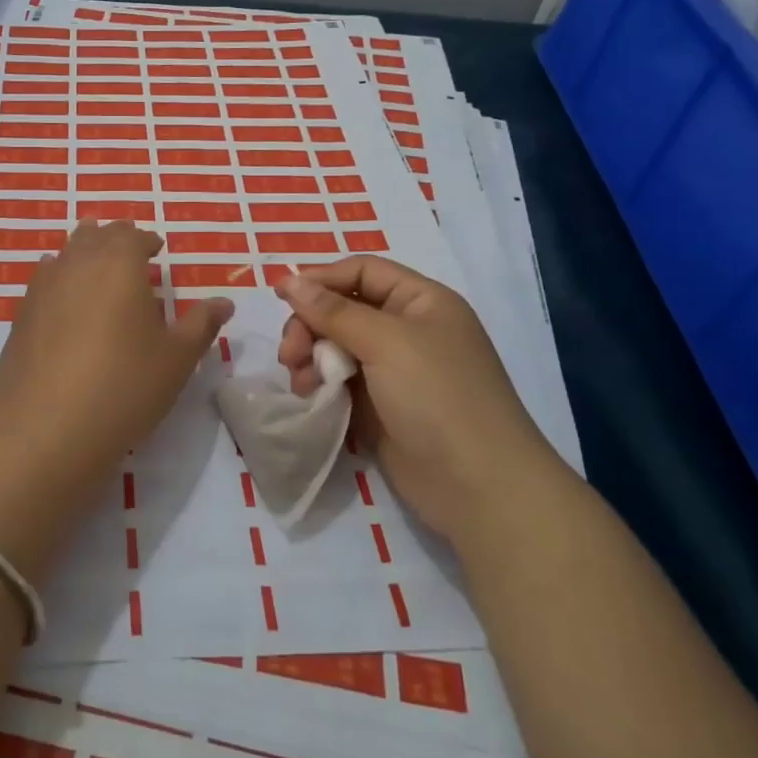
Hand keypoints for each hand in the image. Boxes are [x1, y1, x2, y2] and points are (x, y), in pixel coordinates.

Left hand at [0, 221, 231, 495]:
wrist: (49, 427)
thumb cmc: (125, 385)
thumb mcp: (177, 358)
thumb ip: (201, 324)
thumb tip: (224, 302)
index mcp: (119, 263)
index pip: (133, 236)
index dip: (147, 240)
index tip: (156, 249)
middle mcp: (77, 264)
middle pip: (94, 236)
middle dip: (113, 239)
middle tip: (128, 253)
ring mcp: (42, 288)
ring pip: (64, 254)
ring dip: (83, 254)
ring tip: (96, 269)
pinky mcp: (20, 316)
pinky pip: (43, 282)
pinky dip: (59, 280)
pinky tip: (63, 299)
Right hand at [277, 257, 551, 534]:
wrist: (476, 485)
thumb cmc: (437, 397)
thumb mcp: (386, 342)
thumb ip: (333, 311)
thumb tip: (289, 280)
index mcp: (421, 302)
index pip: (363, 272)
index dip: (321, 279)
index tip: (280, 296)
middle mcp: (407, 330)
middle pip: (342, 309)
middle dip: (310, 326)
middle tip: (289, 354)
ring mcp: (393, 370)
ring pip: (335, 346)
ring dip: (310, 357)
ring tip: (299, 382)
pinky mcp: (379, 405)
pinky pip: (339, 380)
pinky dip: (319, 383)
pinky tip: (309, 397)